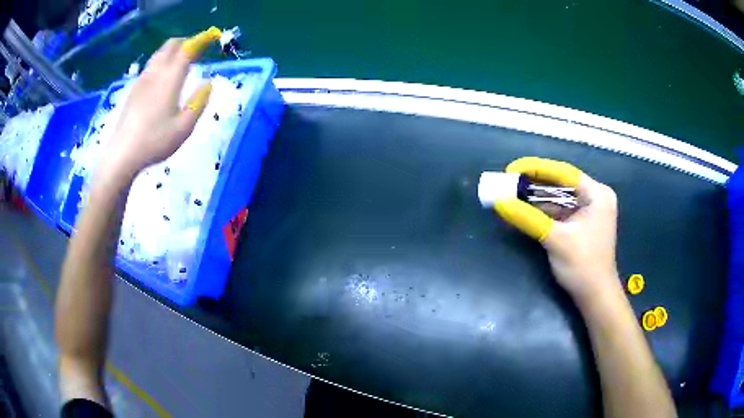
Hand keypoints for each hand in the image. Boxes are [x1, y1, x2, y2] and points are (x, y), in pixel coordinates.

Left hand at [99, 38, 212, 182]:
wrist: (122, 155)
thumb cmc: (154, 142)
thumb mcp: (184, 128)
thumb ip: (199, 103)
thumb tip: (208, 83)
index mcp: (170, 79)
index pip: (188, 49)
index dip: (201, 39)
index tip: (212, 37)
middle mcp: (155, 74)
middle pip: (171, 45)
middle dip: (186, 42)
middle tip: (197, 49)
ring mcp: (142, 81)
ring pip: (158, 54)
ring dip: (172, 51)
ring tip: (181, 60)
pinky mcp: (133, 90)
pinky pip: (149, 66)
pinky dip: (160, 62)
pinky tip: (162, 76)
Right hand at [493, 157, 620, 303]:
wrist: (595, 297)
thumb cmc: (583, 266)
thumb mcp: (555, 240)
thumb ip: (528, 218)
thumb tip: (499, 202)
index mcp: (597, 194)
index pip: (563, 173)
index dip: (536, 168)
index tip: (511, 169)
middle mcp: (594, 197)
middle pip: (560, 183)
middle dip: (534, 184)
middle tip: (509, 181)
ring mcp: (588, 210)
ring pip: (558, 197)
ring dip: (536, 198)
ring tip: (511, 194)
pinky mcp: (580, 223)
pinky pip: (559, 211)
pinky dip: (542, 211)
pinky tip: (524, 209)